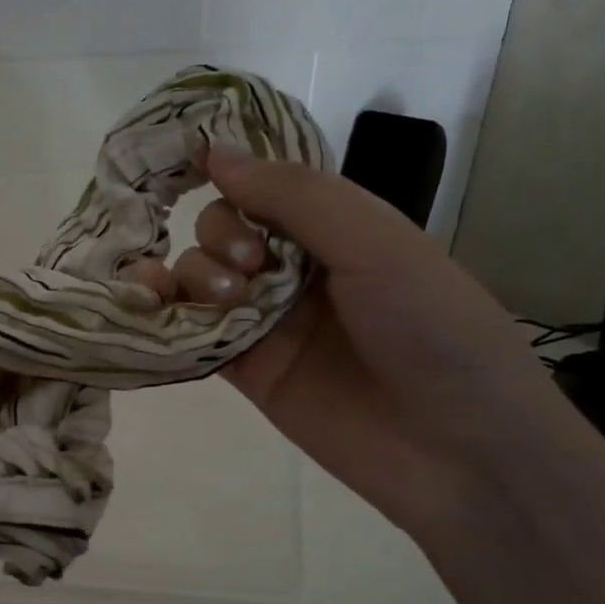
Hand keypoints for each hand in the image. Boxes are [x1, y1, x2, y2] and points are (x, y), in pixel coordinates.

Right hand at [135, 145, 572, 538]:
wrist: (458, 451)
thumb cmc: (431, 328)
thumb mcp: (375, 242)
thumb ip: (293, 195)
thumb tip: (212, 151)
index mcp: (337, 230)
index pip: (265, 186)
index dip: (231, 176)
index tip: (191, 165)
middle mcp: (298, 270)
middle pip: (224, 230)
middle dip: (221, 237)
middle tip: (249, 268)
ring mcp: (269, 322)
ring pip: (201, 278)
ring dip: (194, 274)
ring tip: (223, 300)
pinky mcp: (246, 372)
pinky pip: (193, 333)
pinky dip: (163, 315)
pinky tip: (146, 301)